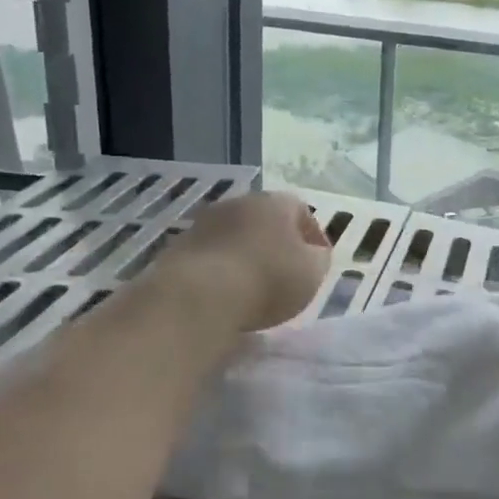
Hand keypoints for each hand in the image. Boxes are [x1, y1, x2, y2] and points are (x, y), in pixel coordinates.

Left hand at [157, 190, 331, 332]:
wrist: (199, 295)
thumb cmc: (268, 279)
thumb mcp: (312, 272)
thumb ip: (319, 259)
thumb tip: (314, 253)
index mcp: (274, 202)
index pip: (301, 210)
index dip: (313, 236)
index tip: (319, 260)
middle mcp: (238, 203)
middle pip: (264, 220)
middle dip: (277, 242)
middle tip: (287, 271)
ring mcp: (204, 224)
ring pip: (235, 236)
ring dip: (247, 255)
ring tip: (255, 286)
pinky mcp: (178, 248)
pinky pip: (212, 257)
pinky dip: (222, 270)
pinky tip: (227, 293)